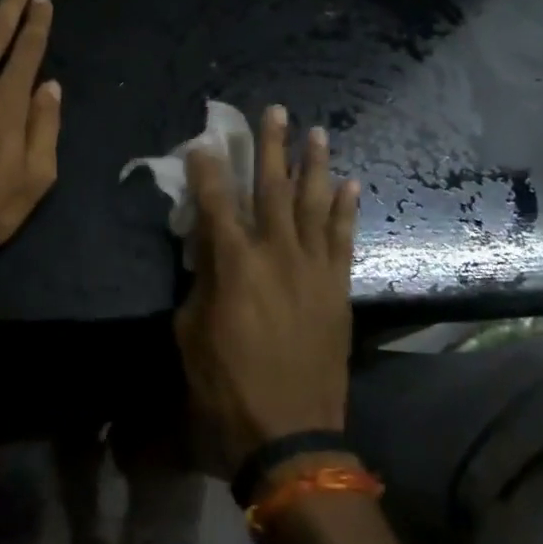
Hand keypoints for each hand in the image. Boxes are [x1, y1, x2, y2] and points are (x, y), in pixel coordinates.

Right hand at [174, 105, 360, 476]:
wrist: (290, 432)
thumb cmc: (227, 386)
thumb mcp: (191, 332)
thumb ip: (200, 281)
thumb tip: (207, 250)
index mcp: (233, 263)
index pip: (216, 202)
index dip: (208, 169)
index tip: (204, 142)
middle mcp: (276, 253)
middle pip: (272, 187)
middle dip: (271, 146)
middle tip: (275, 111)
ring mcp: (312, 267)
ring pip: (314, 203)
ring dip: (314, 165)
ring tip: (317, 132)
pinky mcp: (337, 287)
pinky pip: (344, 238)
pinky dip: (347, 209)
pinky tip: (351, 183)